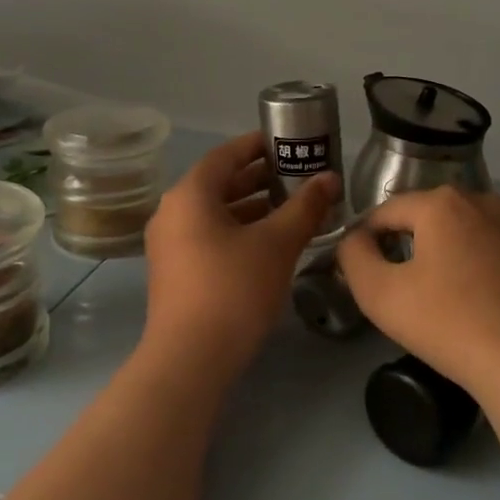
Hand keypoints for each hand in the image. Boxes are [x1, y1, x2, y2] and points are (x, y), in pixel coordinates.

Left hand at [141, 132, 339, 382]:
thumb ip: (305, 207)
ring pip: (215, 213)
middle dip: (259, 178)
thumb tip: (330, 178)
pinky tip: (269, 242)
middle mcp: (172, 212)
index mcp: (190, 195)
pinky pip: (208, 236)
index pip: (226, 155)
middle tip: (297, 175)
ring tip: (290, 208)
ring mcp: (169, 244)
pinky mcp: (174, 271)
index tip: (288, 142)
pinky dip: (238, 230)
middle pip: (219, 183)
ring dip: (251, 207)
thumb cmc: (234, 288)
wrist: (190, 358)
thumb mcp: (277, 244)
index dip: (258, 145)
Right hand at [336, 187, 499, 408]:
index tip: (363, 270)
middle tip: (402, 284)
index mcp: (439, 203)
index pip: (386, 212)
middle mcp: (480, 198)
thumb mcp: (378, 294)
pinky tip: (485, 277)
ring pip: (466, 224)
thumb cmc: (447, 324)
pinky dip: (488, 250)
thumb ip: (354, 255)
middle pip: (428, 214)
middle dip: (410, 240)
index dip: (367, 238)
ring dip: (450, 245)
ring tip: (444, 286)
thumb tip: (356, 238)